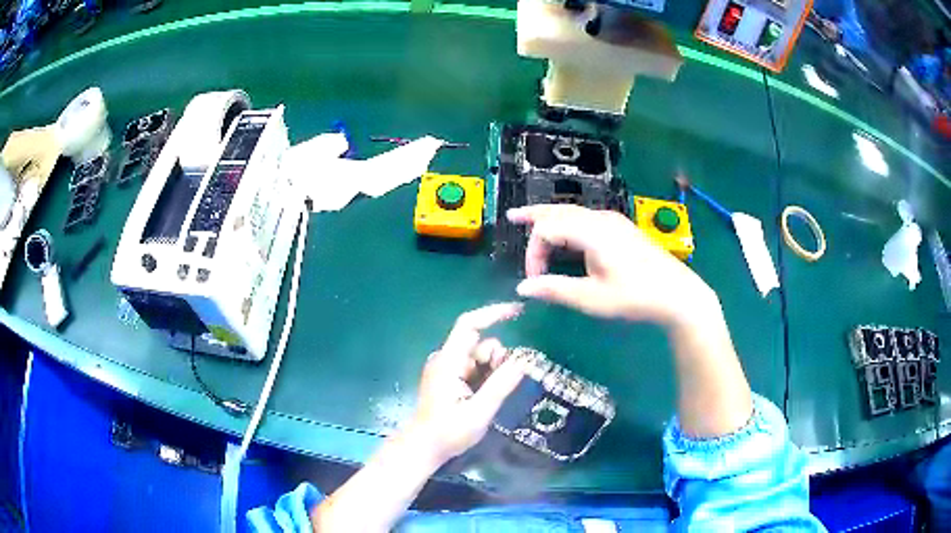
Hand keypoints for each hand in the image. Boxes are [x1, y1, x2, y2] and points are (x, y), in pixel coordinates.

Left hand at [409, 303, 526, 464]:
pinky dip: (484, 376)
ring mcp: (445, 367)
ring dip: (491, 370)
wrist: (423, 447)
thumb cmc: (448, 433)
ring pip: (479, 355)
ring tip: (487, 398)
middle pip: (479, 342)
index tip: (520, 311)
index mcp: (448, 362)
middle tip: (498, 387)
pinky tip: (482, 397)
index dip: (493, 313)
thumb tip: (525, 360)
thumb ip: (501, 385)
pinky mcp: (448, 376)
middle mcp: (445, 358)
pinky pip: (473, 366)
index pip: (470, 325)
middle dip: (496, 358)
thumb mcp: (479, 412)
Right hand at [507, 204, 719, 328]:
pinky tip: (565, 233)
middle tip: (513, 217)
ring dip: (551, 218)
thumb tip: (522, 289)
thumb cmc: (635, 297)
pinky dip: (567, 223)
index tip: (534, 279)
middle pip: (559, 211)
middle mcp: (601, 219)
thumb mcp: (592, 298)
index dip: (534, 252)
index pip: (548, 230)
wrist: (677, 294)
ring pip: (573, 213)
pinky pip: (586, 219)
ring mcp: (613, 222)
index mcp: (592, 232)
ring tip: (532, 221)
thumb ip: (555, 290)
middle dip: (535, 216)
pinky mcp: (621, 229)